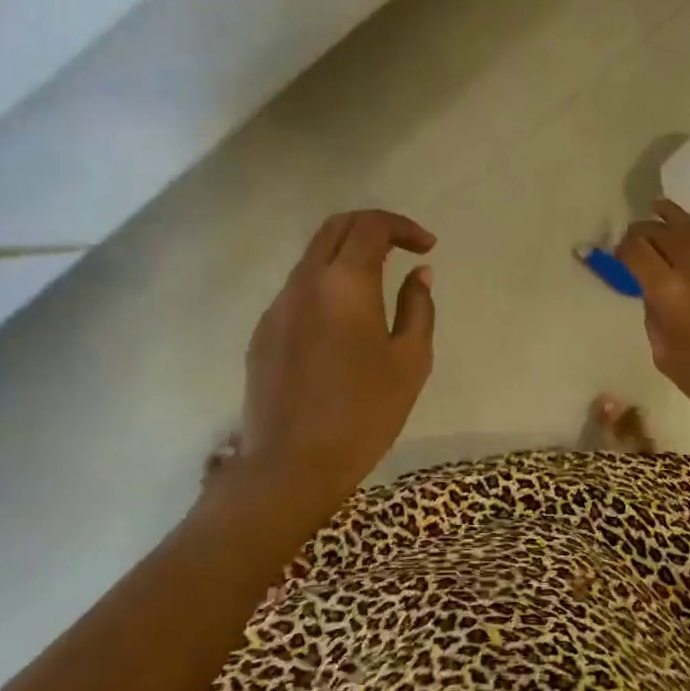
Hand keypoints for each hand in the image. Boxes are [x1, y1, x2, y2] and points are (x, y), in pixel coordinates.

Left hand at [231, 209, 436, 509]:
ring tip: (377, 285)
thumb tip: (419, 274)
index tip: (427, 247)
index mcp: (345, 283)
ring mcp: (277, 307)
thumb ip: (418, 308)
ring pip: (312, 258)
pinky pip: (298, 291)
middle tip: (402, 248)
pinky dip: (326, 286)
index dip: (403, 226)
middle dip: (372, 227)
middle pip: (335, 228)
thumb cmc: (363, 412)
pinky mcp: (262, 333)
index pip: (371, 225)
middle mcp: (304, 282)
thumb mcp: (410, 361)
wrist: (291, 465)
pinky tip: (343, 323)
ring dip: (347, 256)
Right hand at [617, 199, 689, 445]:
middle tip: (635, 240)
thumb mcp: (664, 354)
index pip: (637, 249)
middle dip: (643, 231)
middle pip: (662, 231)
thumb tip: (654, 292)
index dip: (622, 248)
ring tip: (658, 210)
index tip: (619, 256)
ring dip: (671, 218)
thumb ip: (654, 315)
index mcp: (669, 292)